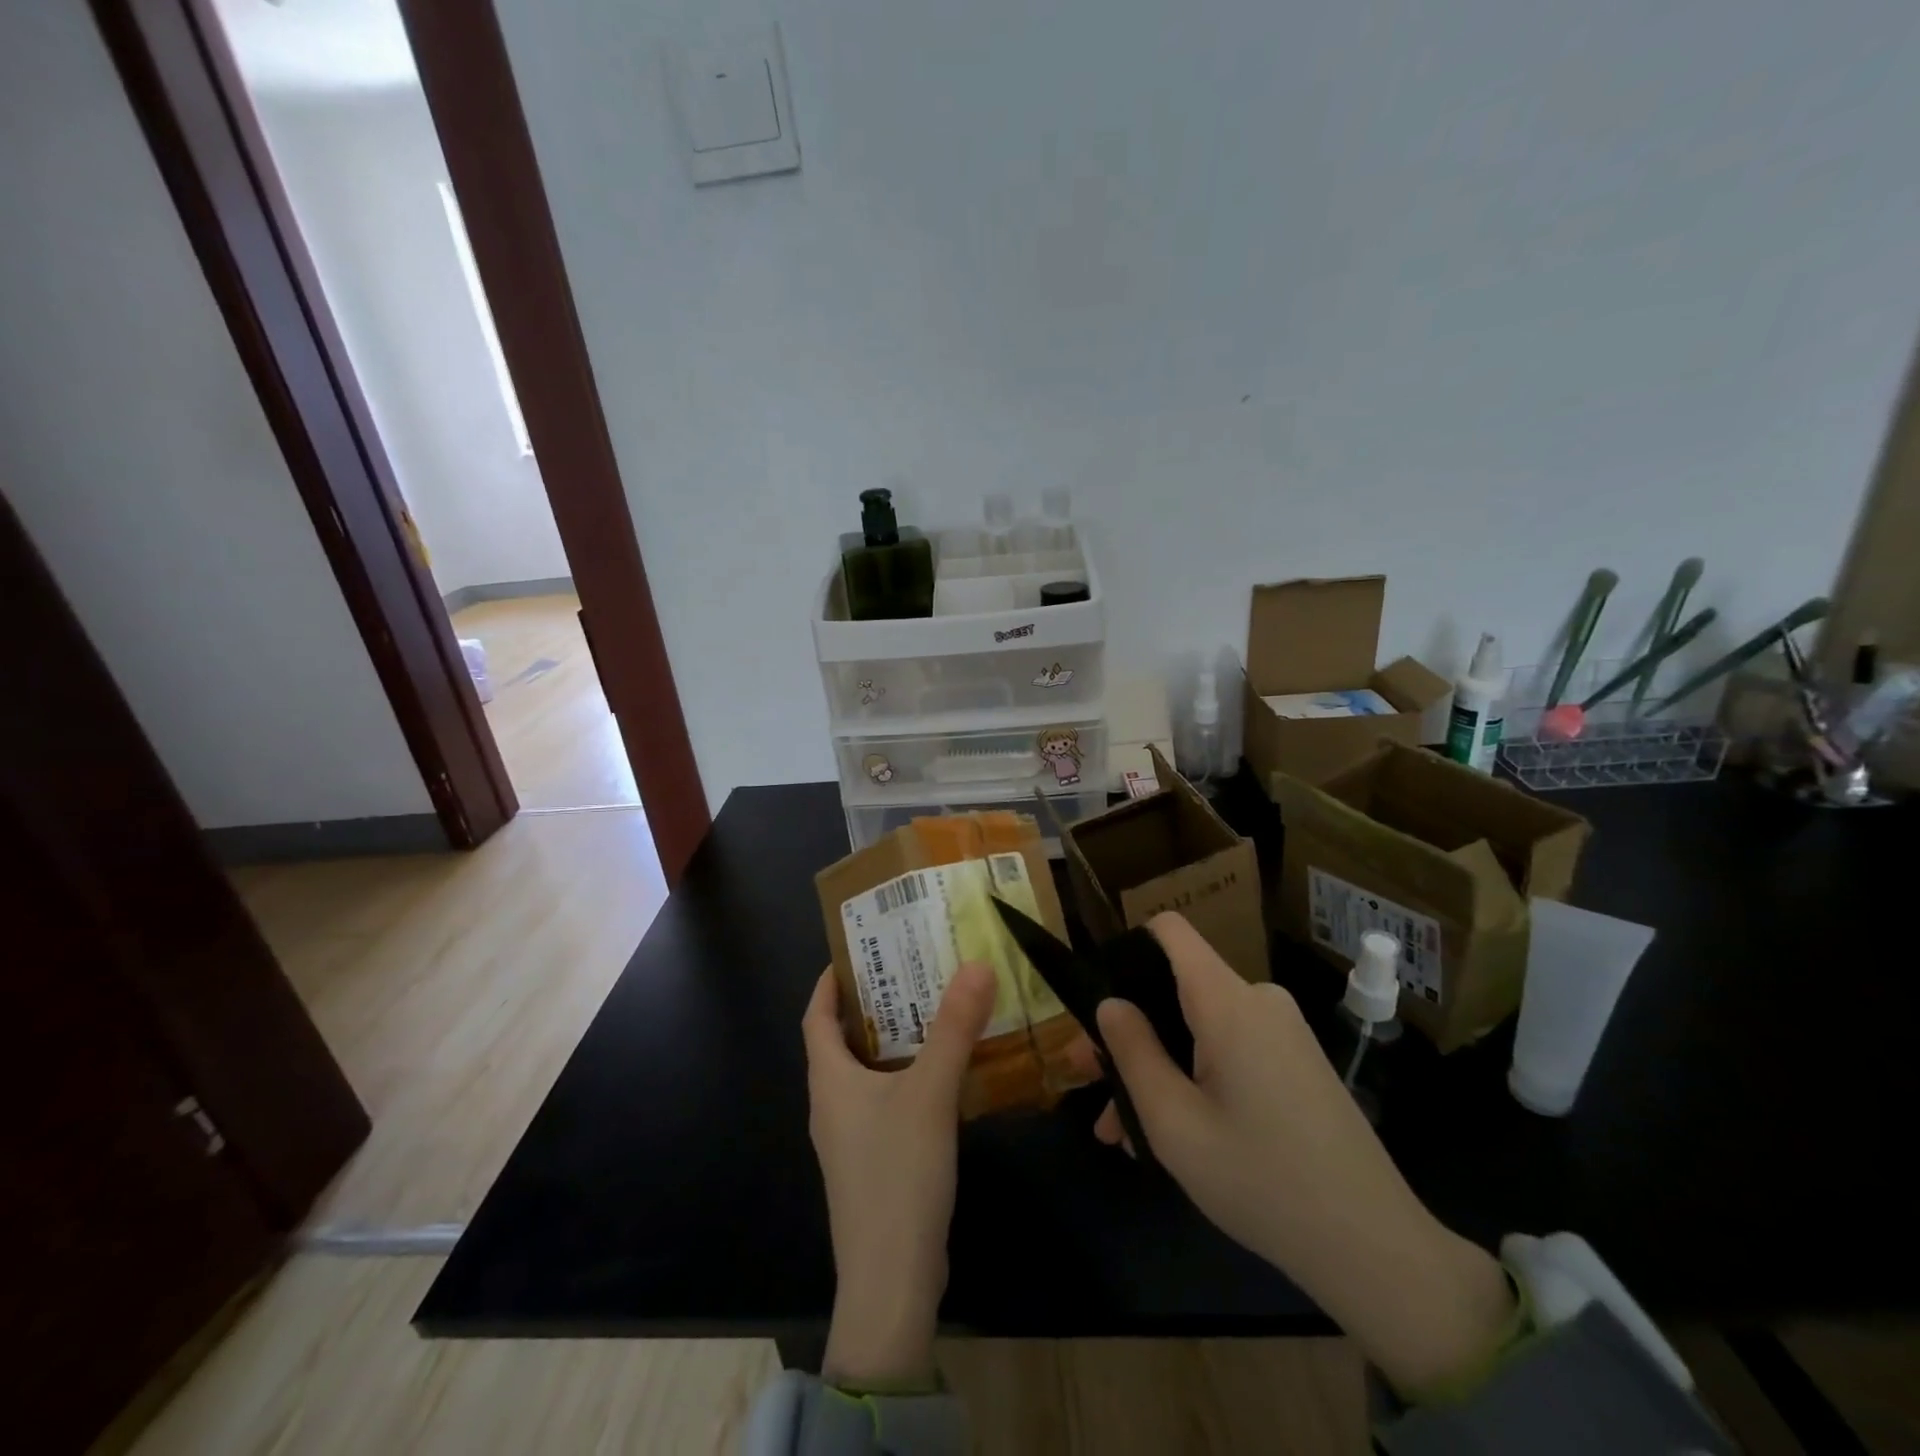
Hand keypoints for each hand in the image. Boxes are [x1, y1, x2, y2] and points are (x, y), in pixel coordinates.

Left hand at [802, 960, 995, 1388]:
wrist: (892, 1281)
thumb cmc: (898, 1173)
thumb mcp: (930, 1092)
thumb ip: (954, 1028)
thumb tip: (977, 965)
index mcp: (829, 1081)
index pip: (816, 1017)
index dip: (829, 983)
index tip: (856, 952)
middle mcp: (831, 1105)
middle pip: (841, 1042)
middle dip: (870, 1006)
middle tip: (909, 972)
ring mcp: (849, 1139)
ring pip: (865, 1074)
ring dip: (891, 1042)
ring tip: (930, 1013)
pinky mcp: (872, 1164)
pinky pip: (882, 1103)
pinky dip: (904, 1077)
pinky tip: (940, 1077)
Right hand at [1083, 914, 1516, 1397]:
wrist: (1376, 1249)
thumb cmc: (1263, 1182)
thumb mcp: (1175, 1125)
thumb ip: (1133, 1053)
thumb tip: (1109, 1003)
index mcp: (1227, 1002)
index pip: (1169, 930)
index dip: (1125, 950)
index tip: (1096, 1002)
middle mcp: (1257, 1000)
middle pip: (1175, 988)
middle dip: (1129, 1032)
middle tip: (1089, 1084)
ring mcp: (1282, 1031)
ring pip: (1198, 1028)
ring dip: (1157, 1067)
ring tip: (1120, 1131)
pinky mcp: (1296, 1060)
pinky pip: (1229, 1049)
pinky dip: (1194, 1077)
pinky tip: (1170, 1134)